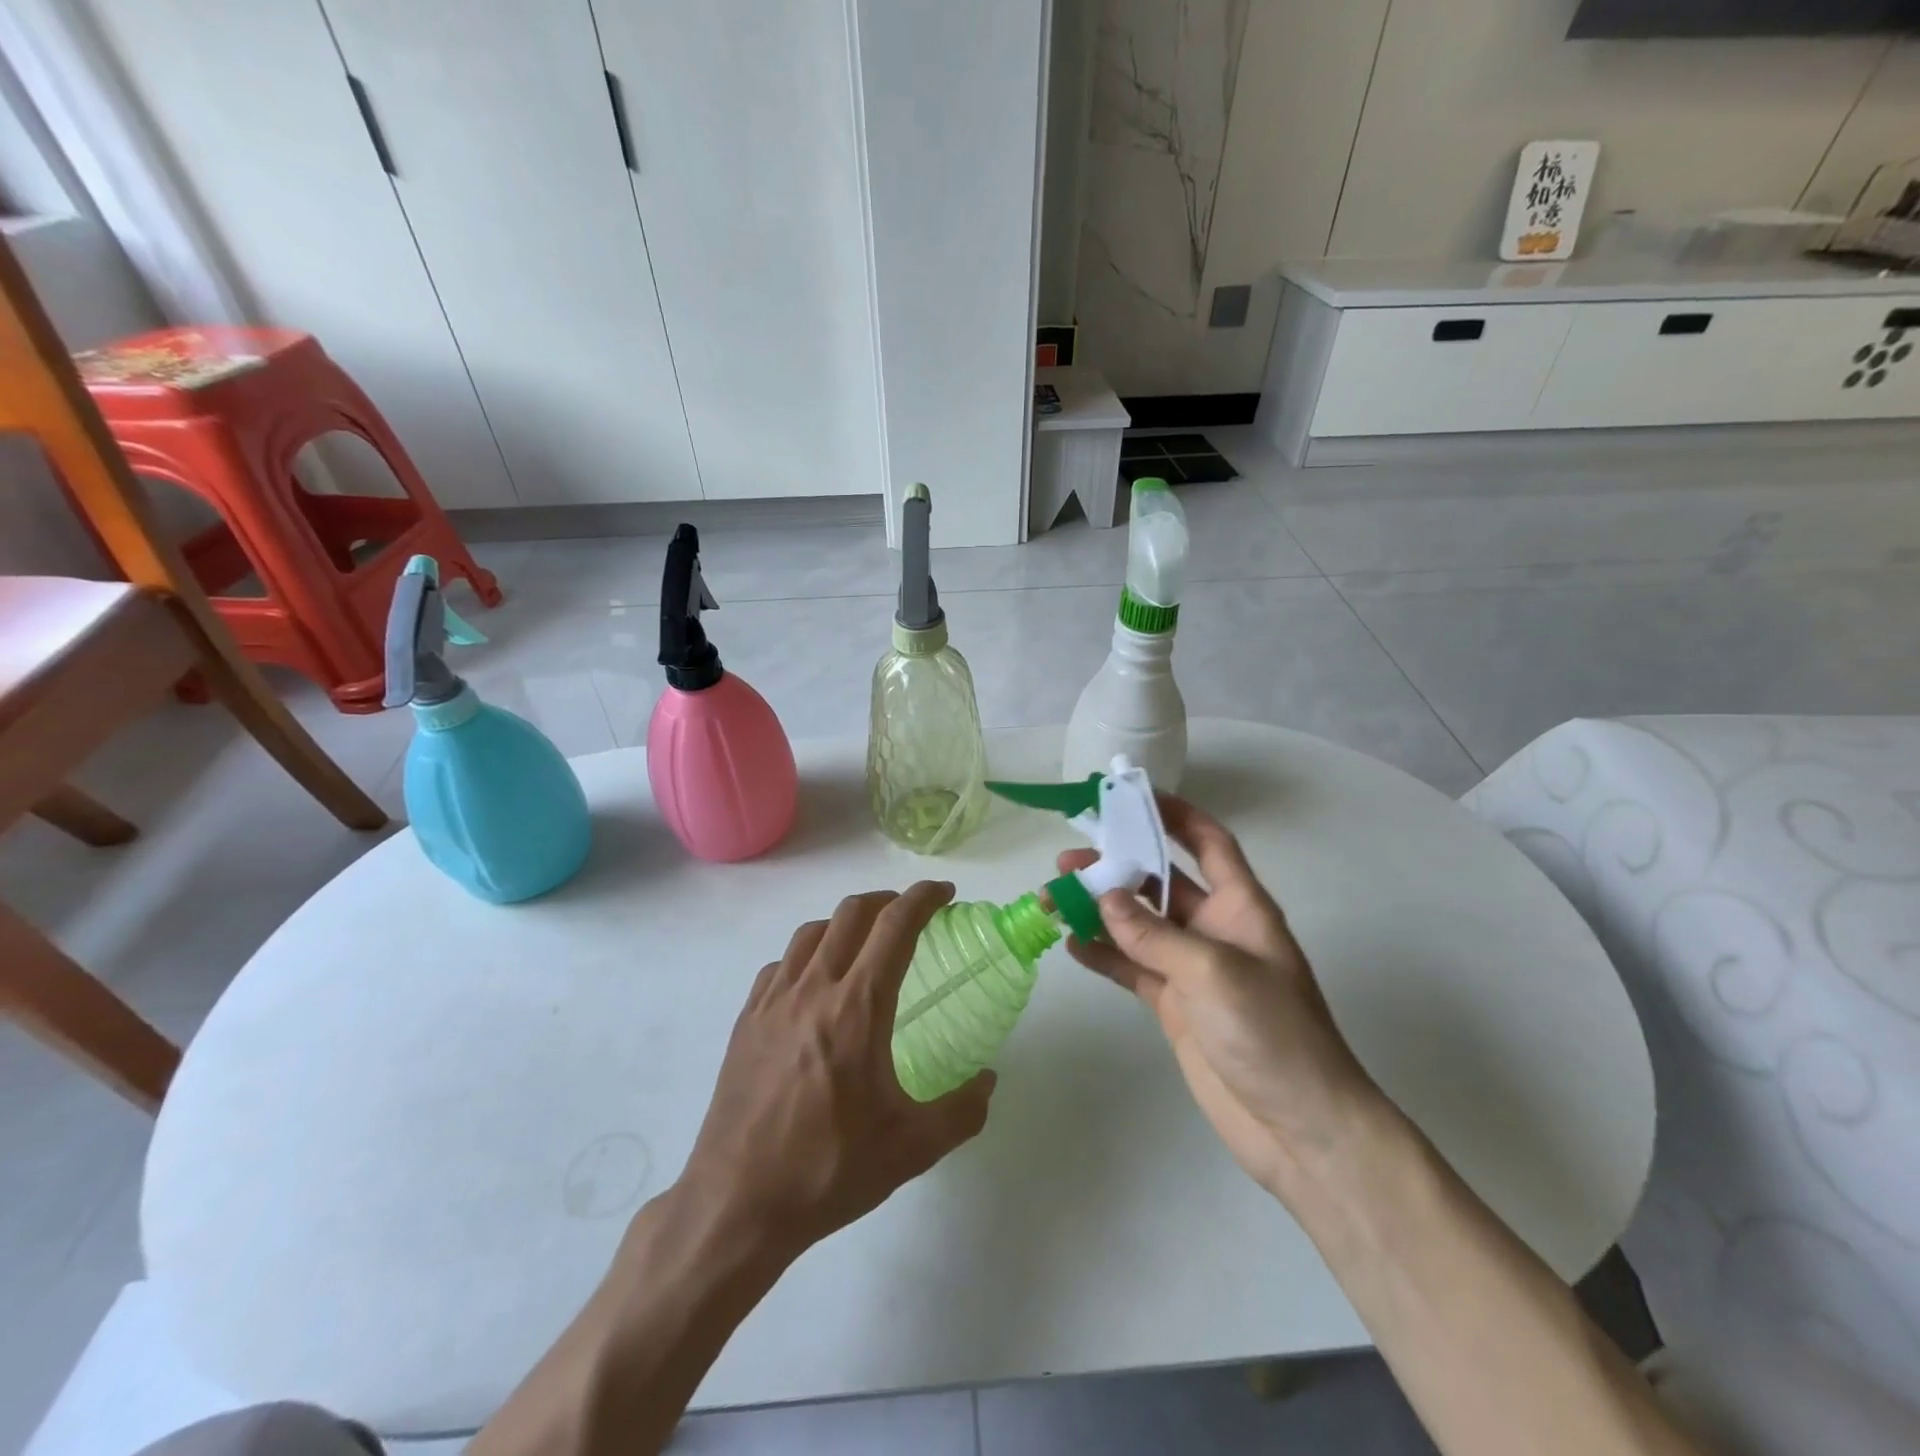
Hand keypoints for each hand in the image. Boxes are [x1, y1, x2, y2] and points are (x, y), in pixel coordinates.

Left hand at [679, 882, 995, 1256]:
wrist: (736, 1204)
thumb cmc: (828, 1170)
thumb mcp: (911, 1149)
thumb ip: (962, 1111)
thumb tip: (988, 1081)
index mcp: (857, 1007)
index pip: (895, 925)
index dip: (923, 898)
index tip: (945, 895)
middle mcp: (813, 988)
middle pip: (852, 912)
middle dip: (887, 900)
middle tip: (910, 916)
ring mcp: (773, 1001)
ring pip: (812, 932)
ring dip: (846, 922)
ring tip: (865, 943)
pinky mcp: (747, 1020)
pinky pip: (781, 965)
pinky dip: (807, 955)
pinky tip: (814, 985)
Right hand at [1060, 795, 1383, 1200]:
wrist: (1299, 1128)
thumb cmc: (1272, 1033)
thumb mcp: (1214, 972)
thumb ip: (1154, 934)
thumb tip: (1104, 896)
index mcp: (1241, 907)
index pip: (1208, 843)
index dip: (1176, 814)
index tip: (1131, 795)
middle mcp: (1215, 929)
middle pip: (1160, 882)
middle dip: (1117, 865)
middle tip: (1068, 859)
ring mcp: (1192, 968)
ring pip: (1138, 925)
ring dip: (1099, 910)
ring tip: (1054, 898)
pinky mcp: (1174, 1005)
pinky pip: (1131, 968)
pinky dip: (1103, 955)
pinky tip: (1071, 944)